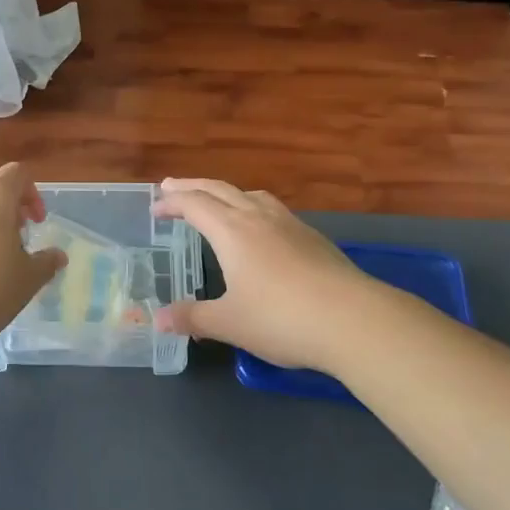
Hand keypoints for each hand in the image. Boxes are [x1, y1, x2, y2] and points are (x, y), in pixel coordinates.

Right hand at [152, 178, 381, 372]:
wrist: (354, 320)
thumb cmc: (282, 319)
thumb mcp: (229, 323)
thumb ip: (193, 318)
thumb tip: (157, 320)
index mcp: (232, 231)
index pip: (194, 205)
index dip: (172, 202)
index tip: (155, 206)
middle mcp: (258, 218)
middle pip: (220, 190)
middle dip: (193, 187)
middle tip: (172, 186)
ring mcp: (289, 224)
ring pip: (250, 195)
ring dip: (225, 192)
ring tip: (216, 200)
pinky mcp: (312, 238)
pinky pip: (272, 209)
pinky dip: (252, 206)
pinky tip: (260, 228)